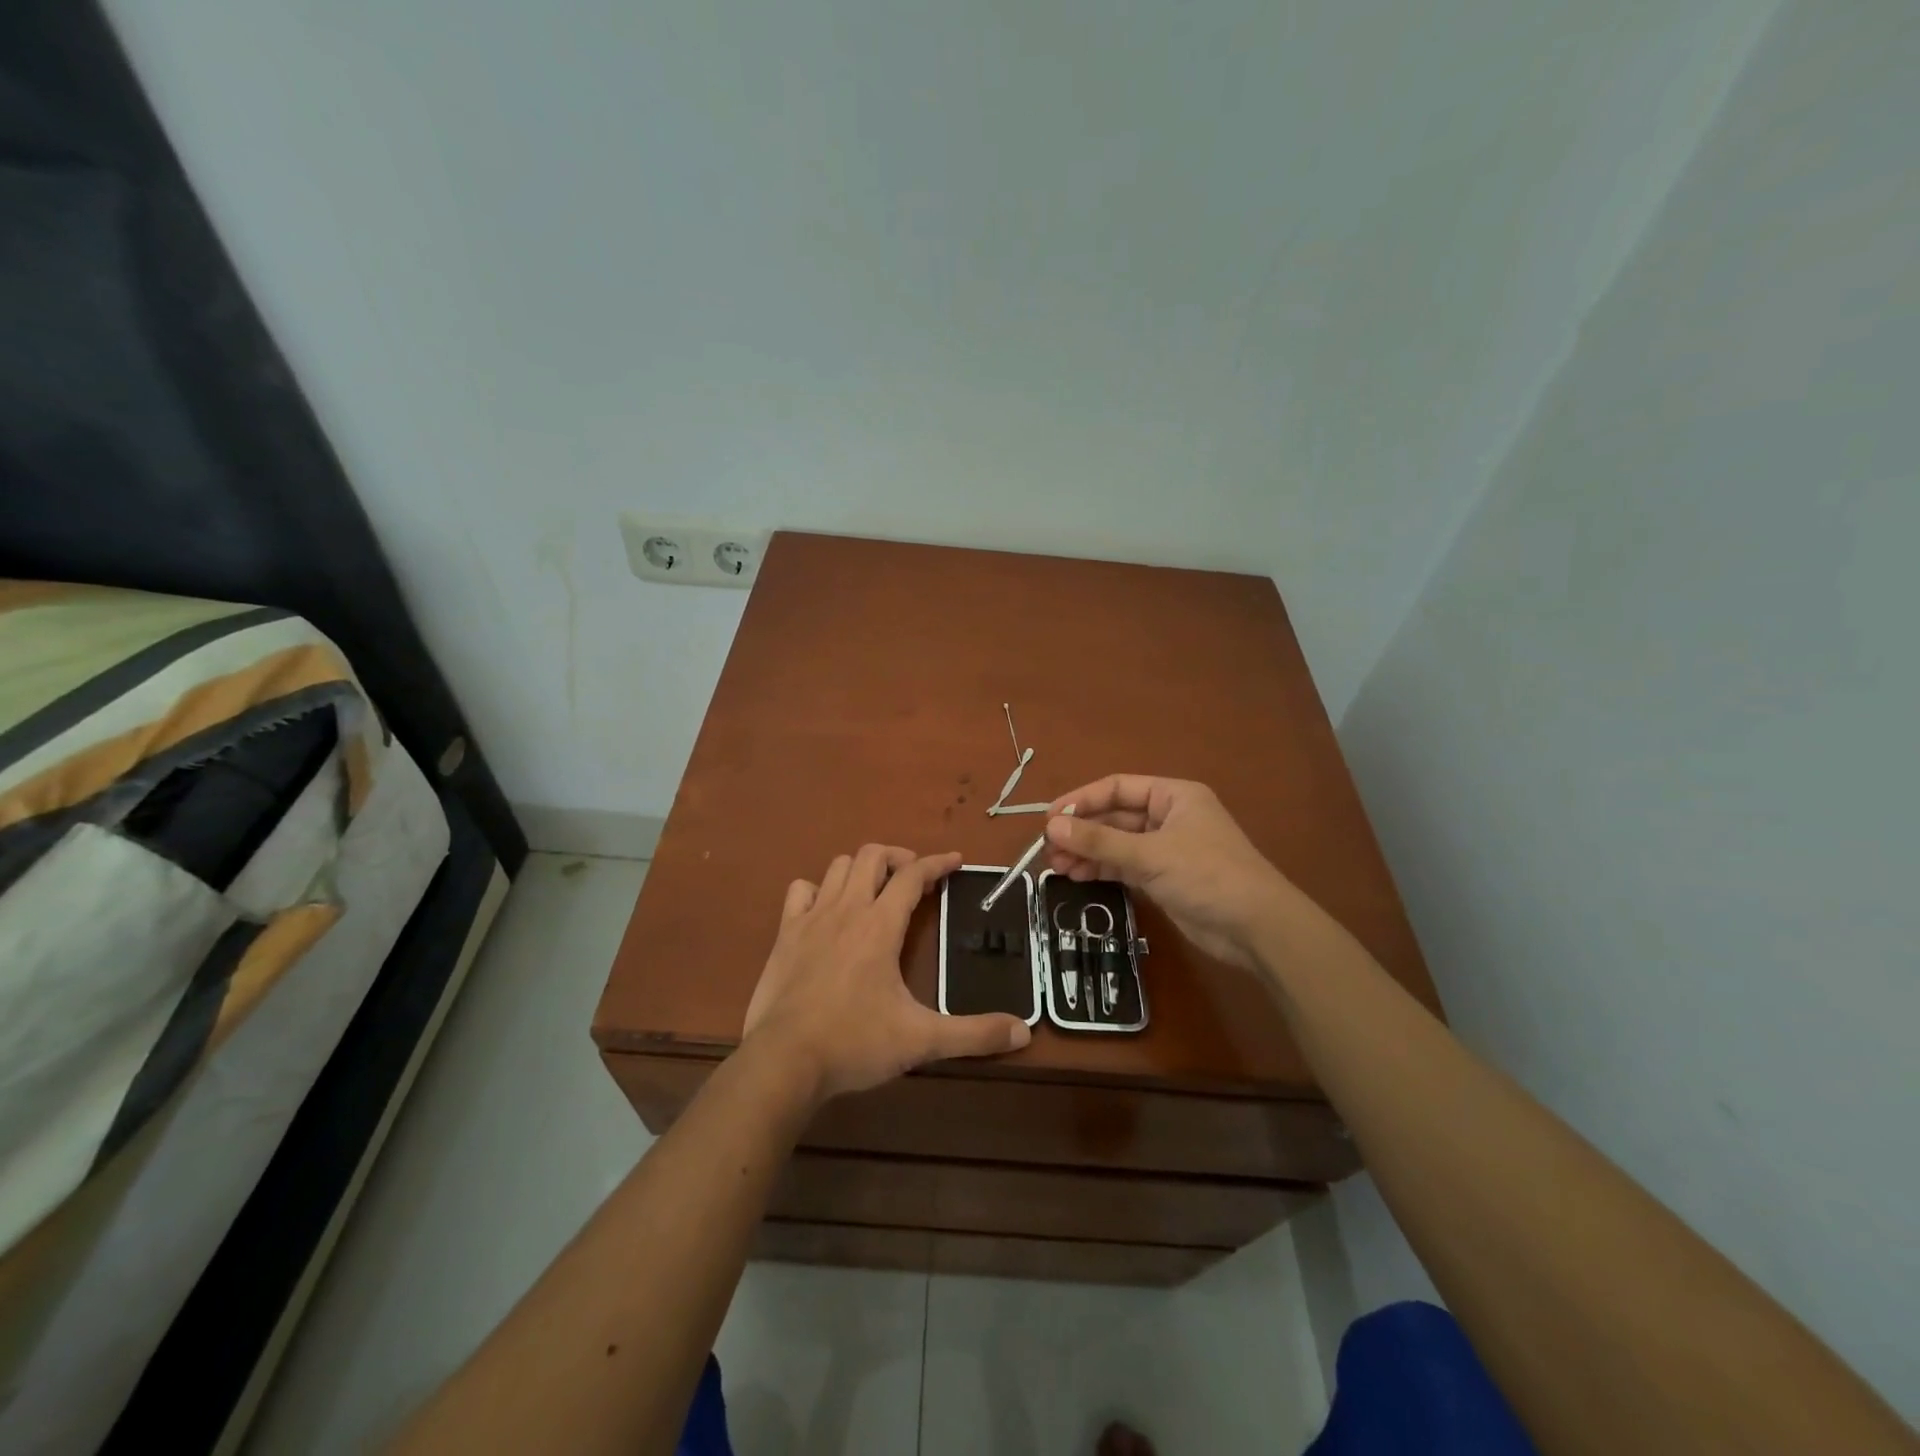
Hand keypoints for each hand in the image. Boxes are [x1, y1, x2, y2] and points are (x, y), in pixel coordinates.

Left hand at [742, 844, 1030, 1105]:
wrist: (784, 1061)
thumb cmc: (854, 1043)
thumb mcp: (921, 1040)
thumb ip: (974, 1034)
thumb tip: (1023, 1031)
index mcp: (880, 925)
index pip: (913, 875)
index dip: (937, 863)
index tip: (956, 861)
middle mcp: (847, 910)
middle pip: (872, 856)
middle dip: (899, 858)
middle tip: (915, 879)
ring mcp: (811, 918)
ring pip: (838, 867)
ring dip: (861, 869)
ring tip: (876, 889)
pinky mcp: (785, 934)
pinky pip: (799, 890)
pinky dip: (818, 889)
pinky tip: (827, 909)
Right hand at [1044, 776, 1297, 970]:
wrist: (1257, 928)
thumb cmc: (1207, 876)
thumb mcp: (1150, 854)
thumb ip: (1099, 841)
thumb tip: (1052, 827)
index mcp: (1174, 796)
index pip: (1118, 788)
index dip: (1082, 800)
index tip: (1049, 818)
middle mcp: (1169, 817)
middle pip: (1115, 817)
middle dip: (1082, 832)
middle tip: (1047, 848)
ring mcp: (1167, 849)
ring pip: (1118, 844)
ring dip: (1088, 852)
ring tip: (1056, 866)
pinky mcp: (1165, 878)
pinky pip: (1126, 866)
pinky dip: (1103, 869)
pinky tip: (1078, 877)